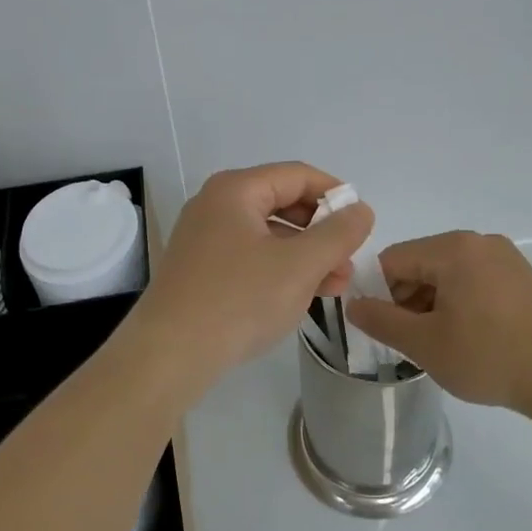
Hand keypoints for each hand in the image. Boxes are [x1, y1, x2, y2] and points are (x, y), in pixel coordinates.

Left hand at [133, 163, 374, 378]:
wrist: (169, 355)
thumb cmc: (239, 300)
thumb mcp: (300, 266)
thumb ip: (338, 234)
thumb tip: (361, 209)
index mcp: (235, 190)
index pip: (297, 175)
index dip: (335, 194)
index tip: (362, 223)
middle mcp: (215, 205)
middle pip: (282, 203)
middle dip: (322, 231)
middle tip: (349, 262)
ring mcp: (204, 239)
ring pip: (268, 235)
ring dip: (305, 255)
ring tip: (335, 286)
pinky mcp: (201, 270)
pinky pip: (251, 258)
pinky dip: (280, 270)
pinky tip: (301, 296)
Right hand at [344, 231, 531, 412]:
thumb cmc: (489, 357)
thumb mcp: (424, 344)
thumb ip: (381, 320)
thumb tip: (352, 304)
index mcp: (451, 248)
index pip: (392, 260)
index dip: (381, 294)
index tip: (389, 330)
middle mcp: (478, 241)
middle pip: (420, 263)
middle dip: (408, 299)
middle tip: (415, 341)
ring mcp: (504, 256)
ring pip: (447, 273)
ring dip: (434, 303)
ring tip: (444, 344)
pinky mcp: (521, 276)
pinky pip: (474, 279)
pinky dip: (461, 302)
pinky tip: (472, 337)